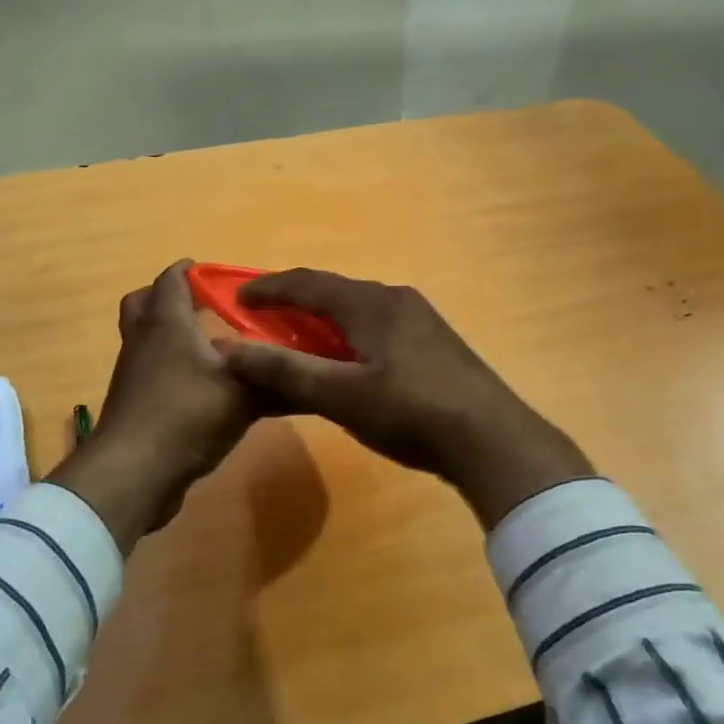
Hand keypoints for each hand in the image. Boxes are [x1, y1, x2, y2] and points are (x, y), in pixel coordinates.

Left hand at [48, 260, 257, 551]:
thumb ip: (277, 381)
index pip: (172, 280)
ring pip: (143, 338)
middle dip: (167, 297)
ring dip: (167, 334)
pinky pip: (146, 371)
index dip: (189, 271)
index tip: (212, 273)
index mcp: (167, 322)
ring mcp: (132, 373)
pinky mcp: (130, 402)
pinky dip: (166, 367)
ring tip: (206, 346)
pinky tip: (197, 386)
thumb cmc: (187, 415)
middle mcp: (143, 339)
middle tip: (200, 305)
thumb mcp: (244, 395)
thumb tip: (312, 376)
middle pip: (142, 302)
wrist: (134, 472)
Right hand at [219, 269, 593, 528]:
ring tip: (298, 347)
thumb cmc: (412, 412)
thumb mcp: (343, 395)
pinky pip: (377, 328)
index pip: (308, 282)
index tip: (236, 301)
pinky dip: (348, 338)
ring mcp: (420, 320)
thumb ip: (286, 372)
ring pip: (357, 311)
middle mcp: (396, 299)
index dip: (269, 289)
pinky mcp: (434, 344)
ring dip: (322, 324)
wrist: (494, 440)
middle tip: (263, 326)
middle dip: (294, 306)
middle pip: (333, 293)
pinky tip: (346, 366)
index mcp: (371, 302)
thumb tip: (229, 351)